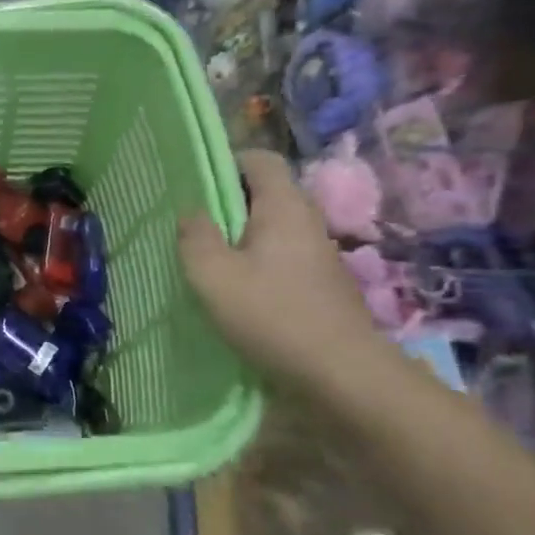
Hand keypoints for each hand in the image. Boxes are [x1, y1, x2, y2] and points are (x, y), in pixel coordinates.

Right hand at [177, 150, 389, 394]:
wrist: (343, 375)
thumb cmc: (272, 315)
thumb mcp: (213, 275)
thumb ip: (195, 237)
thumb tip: (192, 214)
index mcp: (284, 207)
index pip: (260, 159)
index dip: (226, 163)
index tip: (193, 186)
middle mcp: (307, 222)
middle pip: (265, 194)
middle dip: (227, 205)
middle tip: (191, 227)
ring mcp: (318, 255)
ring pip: (272, 229)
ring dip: (239, 239)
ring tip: (207, 262)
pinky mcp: (321, 285)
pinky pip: (281, 258)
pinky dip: (256, 264)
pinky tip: (235, 293)